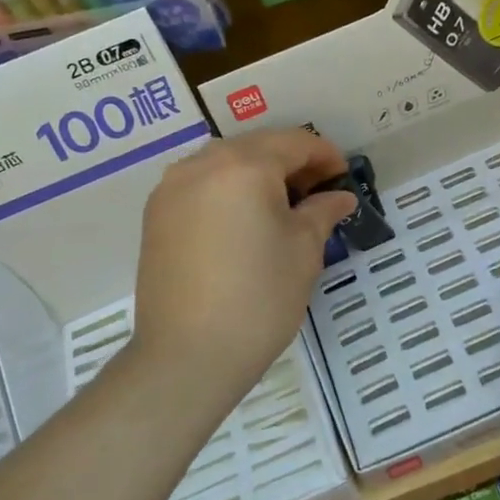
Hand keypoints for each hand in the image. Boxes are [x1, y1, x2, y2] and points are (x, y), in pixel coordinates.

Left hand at [132, 128, 355, 399]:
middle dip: (291, 163)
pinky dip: (227, 190)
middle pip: (257, 147)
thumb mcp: (303, 251)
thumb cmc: (258, 298)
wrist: (186, 356)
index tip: (343, 177)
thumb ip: (322, 211)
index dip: (325, 155)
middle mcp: (202, 163)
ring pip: (225, 163)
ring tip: (281, 207)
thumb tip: (339, 196)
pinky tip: (243, 221)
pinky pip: (200, 185)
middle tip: (318, 192)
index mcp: (244, 165)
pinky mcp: (155, 215)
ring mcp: (172, 188)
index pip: (294, 143)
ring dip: (257, 174)